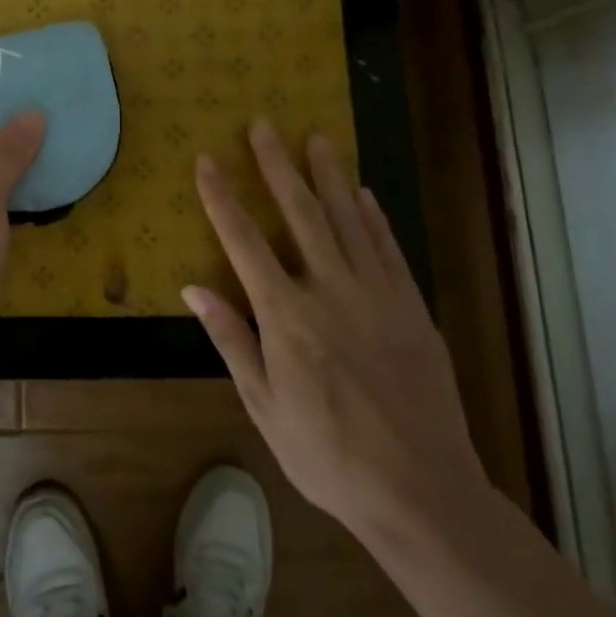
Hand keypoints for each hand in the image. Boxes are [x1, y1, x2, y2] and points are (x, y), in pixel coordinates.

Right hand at [184, 118, 487, 542]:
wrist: (421, 492)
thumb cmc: (327, 455)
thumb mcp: (264, 406)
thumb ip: (231, 340)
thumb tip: (194, 289)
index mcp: (286, 317)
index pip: (243, 242)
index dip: (221, 198)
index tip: (206, 160)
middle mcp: (330, 291)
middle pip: (300, 213)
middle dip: (277, 165)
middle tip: (264, 124)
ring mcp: (378, 295)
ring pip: (349, 220)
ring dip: (329, 176)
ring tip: (316, 138)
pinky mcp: (412, 308)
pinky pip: (389, 249)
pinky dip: (374, 216)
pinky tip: (364, 193)